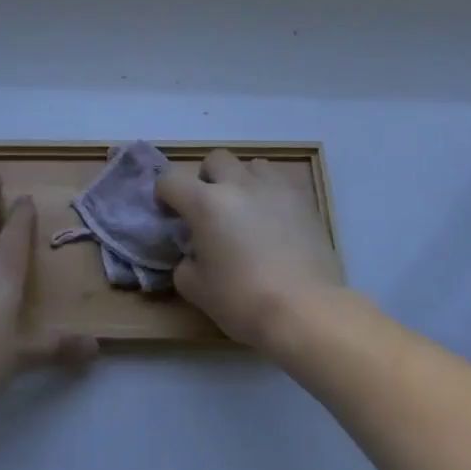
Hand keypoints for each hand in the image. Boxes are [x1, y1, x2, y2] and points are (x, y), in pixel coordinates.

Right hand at [156, 150, 344, 349]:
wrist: (306, 310)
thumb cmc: (244, 301)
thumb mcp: (197, 290)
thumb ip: (185, 264)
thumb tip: (193, 254)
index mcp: (206, 203)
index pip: (171, 179)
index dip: (164, 194)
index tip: (170, 214)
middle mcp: (238, 184)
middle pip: (215, 159)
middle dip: (207, 178)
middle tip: (210, 208)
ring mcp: (274, 187)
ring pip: (251, 165)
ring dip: (242, 181)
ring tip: (246, 210)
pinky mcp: (302, 199)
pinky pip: (280, 181)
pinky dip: (271, 193)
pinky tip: (275, 219)